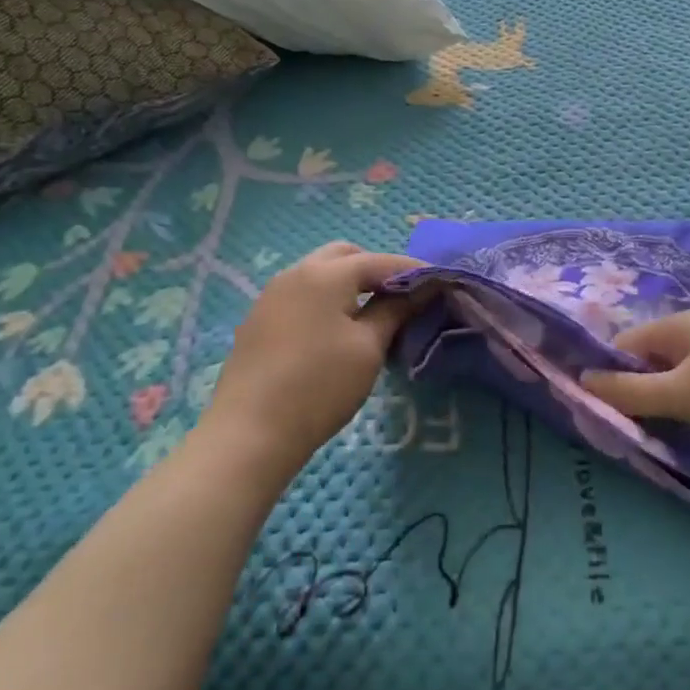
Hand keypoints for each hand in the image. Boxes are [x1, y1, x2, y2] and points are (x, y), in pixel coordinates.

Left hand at [200, 242, 422, 479]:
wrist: (249, 433)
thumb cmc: (319, 386)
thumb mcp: (368, 348)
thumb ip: (394, 310)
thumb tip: (418, 290)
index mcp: (325, 274)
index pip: (380, 261)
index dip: (414, 270)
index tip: (440, 282)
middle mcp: (295, 273)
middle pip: (344, 256)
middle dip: (376, 269)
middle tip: (401, 297)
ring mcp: (271, 295)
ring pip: (319, 274)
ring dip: (349, 284)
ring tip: (372, 315)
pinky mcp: (259, 321)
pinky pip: (302, 295)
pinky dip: (326, 301)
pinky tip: (335, 332)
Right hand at [580, 312, 689, 461]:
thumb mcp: (680, 394)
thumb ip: (629, 391)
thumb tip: (581, 379)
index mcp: (678, 326)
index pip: (624, 346)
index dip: (606, 375)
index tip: (595, 412)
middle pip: (650, 365)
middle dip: (636, 396)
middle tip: (625, 433)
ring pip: (677, 384)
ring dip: (665, 410)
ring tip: (656, 440)